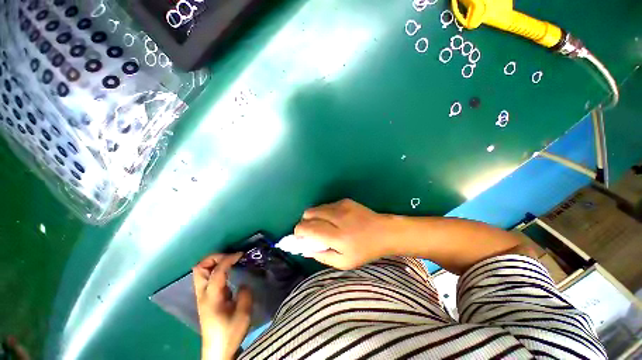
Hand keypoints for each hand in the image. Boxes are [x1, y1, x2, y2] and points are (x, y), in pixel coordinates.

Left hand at [193, 253, 252, 359]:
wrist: (217, 350)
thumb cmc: (229, 333)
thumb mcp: (243, 314)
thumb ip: (245, 294)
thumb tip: (243, 284)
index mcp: (211, 297)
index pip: (217, 271)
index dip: (229, 259)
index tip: (241, 254)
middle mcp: (203, 294)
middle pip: (199, 268)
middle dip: (214, 257)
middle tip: (230, 256)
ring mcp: (202, 296)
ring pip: (200, 272)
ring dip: (213, 263)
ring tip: (229, 262)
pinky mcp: (205, 299)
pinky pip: (206, 278)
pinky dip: (215, 270)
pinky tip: (227, 273)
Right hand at [294, 199, 396, 269]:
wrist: (384, 232)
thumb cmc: (365, 250)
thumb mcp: (344, 262)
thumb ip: (323, 256)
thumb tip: (305, 249)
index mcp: (337, 236)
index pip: (309, 228)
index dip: (299, 231)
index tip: (299, 236)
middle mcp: (337, 218)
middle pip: (309, 213)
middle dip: (305, 222)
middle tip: (311, 231)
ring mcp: (341, 206)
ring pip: (316, 208)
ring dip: (314, 216)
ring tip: (323, 225)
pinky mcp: (345, 201)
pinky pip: (327, 205)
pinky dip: (324, 212)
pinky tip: (334, 219)